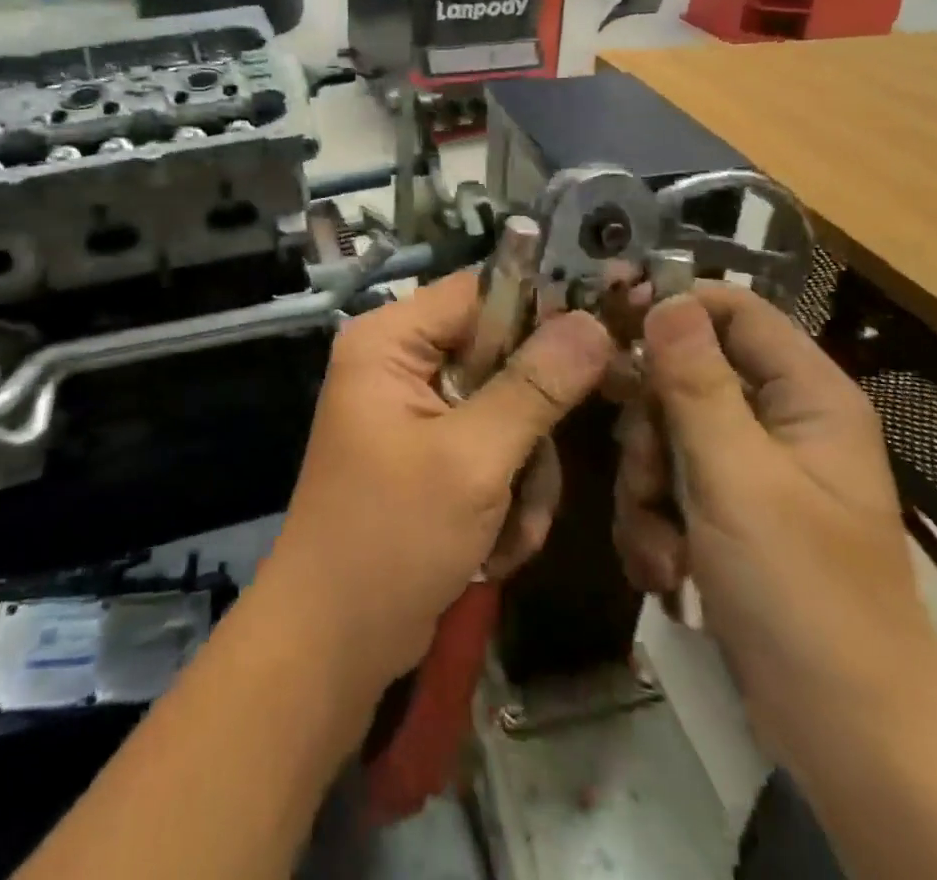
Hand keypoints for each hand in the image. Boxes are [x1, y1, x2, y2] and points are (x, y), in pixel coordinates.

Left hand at [262, 273, 613, 693]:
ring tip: (509, 527)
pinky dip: (506, 497)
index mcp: (390, 341)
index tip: (603, 343)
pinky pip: (493, 451)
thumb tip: (593, 322)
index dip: (542, 311)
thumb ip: (534, 387)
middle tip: (540, 473)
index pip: (480, 292)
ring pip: (507, 412)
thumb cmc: (391, 537)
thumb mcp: (471, 459)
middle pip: (500, 356)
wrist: (333, 644)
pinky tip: (495, 547)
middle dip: (530, 426)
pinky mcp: (429, 456)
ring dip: (523, 474)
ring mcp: (415, 412)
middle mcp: (399, 364)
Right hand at [613, 284, 936, 774]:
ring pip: (665, 434)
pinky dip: (654, 521)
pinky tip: (665, 566)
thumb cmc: (803, 593)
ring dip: (646, 483)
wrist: (848, 739)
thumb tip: (665, 296)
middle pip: (685, 375)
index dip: (672, 304)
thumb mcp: (737, 477)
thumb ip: (695, 381)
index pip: (734, 310)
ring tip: (660, 539)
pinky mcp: (728, 515)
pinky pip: (668, 483)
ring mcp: (751, 471)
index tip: (606, 316)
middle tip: (643, 466)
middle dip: (650, 425)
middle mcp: (779, 422)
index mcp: (806, 396)